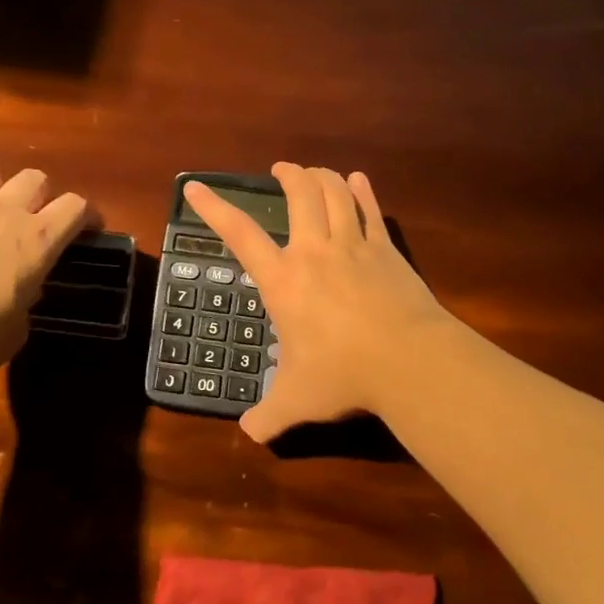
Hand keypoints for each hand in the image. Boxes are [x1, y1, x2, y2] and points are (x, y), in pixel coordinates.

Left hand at [0, 165, 95, 385]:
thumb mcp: (12, 334)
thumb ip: (24, 304)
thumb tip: (19, 293)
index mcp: (36, 242)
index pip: (75, 207)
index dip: (86, 215)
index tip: (87, 230)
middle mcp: (1, 214)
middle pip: (34, 178)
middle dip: (41, 196)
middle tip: (35, 222)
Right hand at [185, 164, 449, 442]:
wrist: (407, 360)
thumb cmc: (343, 374)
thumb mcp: (295, 401)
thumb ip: (267, 416)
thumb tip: (249, 433)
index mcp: (284, 281)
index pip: (240, 235)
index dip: (214, 208)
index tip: (195, 187)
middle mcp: (315, 252)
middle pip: (299, 195)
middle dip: (288, 175)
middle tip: (282, 169)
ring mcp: (355, 246)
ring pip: (336, 193)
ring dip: (322, 176)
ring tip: (314, 171)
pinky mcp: (388, 250)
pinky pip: (371, 211)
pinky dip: (363, 191)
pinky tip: (359, 180)